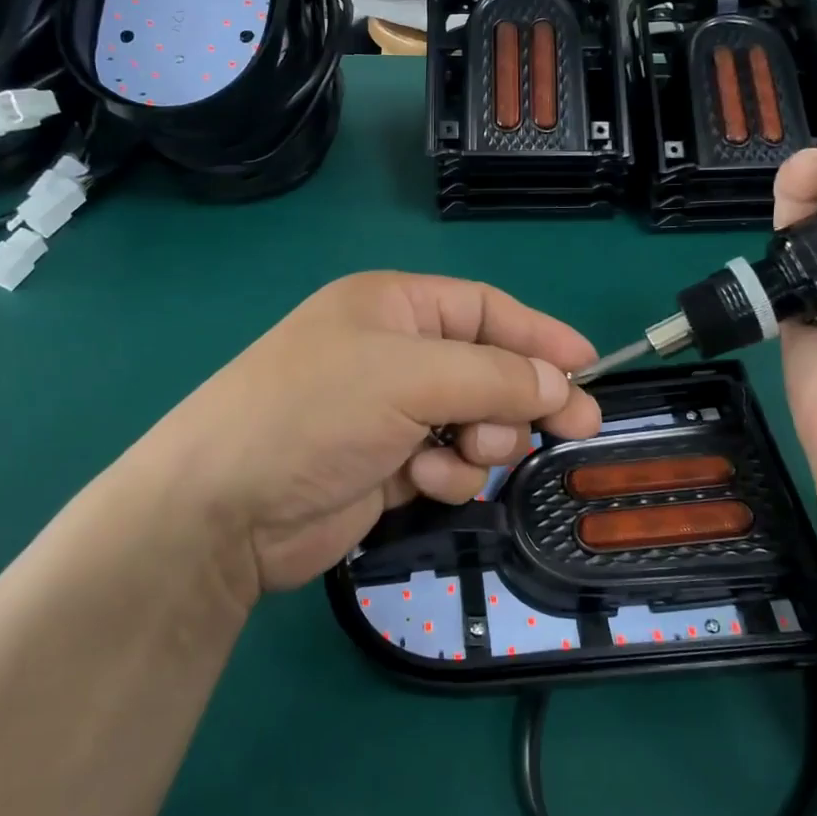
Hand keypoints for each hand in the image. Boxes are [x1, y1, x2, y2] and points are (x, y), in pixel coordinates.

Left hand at [136, 273, 600, 607]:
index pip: (486, 309)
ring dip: (482, 440)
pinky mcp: (385, 465)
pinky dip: (447, 474)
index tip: (589, 366)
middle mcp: (393, 353)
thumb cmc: (317, 412)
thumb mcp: (411, 377)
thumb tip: (560, 383)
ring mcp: (388, 412)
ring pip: (473, 420)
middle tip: (572, 427)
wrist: (227, 508)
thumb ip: (494, 376)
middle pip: (487, 367)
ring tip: (468, 453)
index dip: (540, 335)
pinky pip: (446, 462)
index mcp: (394, 308)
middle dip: (520, 397)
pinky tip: (424, 482)